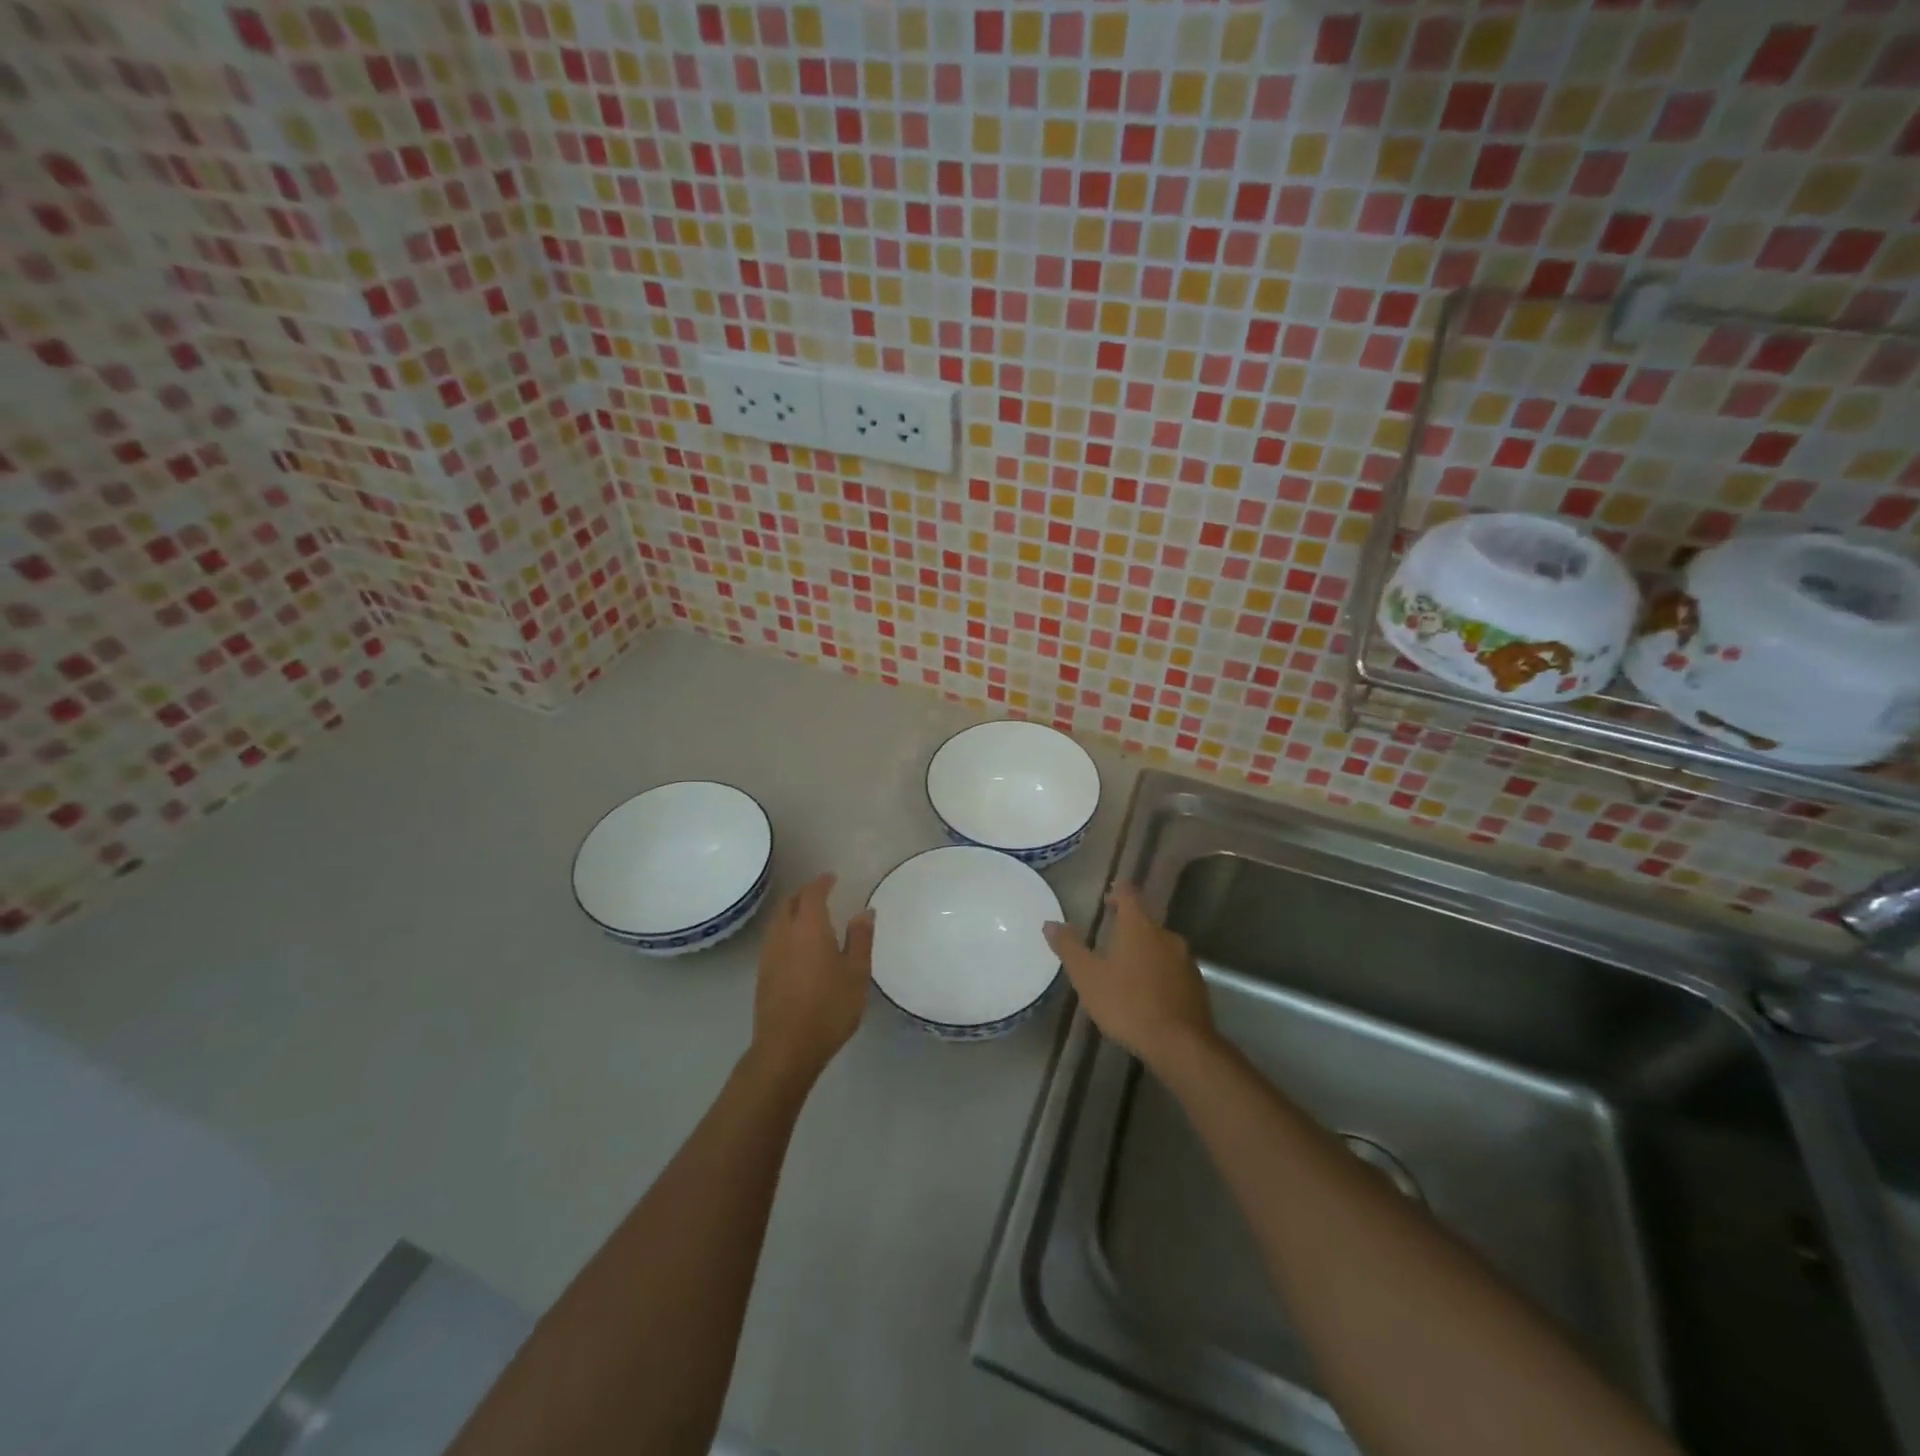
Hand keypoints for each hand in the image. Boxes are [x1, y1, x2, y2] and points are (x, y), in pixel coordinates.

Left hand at [750, 872, 874, 1085]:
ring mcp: (769, 954)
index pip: (812, 893)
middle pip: (790, 903)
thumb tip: (865, 911)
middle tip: (821, 893)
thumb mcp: (856, 973)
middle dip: (804, 894)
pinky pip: (774, 938)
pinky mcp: (763, 974)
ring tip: (810, 916)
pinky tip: (798, 945)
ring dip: (793, 911)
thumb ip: (860, 938)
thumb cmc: (829, 1007)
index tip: (832, 878)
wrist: (786, 1048)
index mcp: (808, 927)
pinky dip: (786, 930)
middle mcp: (784, 934)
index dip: (822, 883)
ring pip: (779, 921)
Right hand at [1044, 883, 1214, 1068]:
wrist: (1180, 1044)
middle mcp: (1166, 935)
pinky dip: (1159, 972)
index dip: (1118, 891)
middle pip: (1146, 920)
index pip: (1129, 894)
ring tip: (1127, 968)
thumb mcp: (1088, 977)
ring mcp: (1185, 960)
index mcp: (1139, 926)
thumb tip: (1050, 923)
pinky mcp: (1196, 984)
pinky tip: (1149, 992)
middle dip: (1129, 925)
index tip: (1108, 897)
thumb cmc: (1127, 1004)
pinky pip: (1173, 969)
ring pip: (1161, 945)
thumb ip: (1069, 947)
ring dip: (1145, 950)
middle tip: (1110, 936)